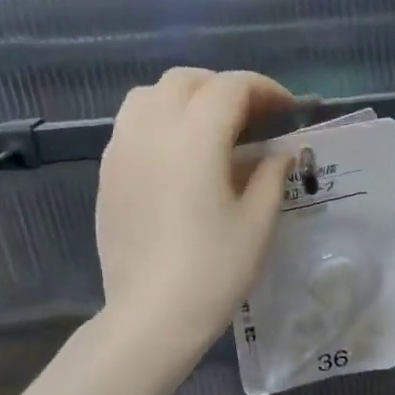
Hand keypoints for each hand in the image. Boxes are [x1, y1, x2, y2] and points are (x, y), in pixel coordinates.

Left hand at [96, 68, 296, 363]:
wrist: (152, 314)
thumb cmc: (214, 271)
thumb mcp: (257, 224)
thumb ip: (271, 177)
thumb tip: (280, 152)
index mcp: (194, 137)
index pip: (231, 87)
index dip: (264, 90)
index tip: (287, 109)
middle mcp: (151, 130)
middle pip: (187, 81)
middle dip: (224, 89)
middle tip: (253, 118)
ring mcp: (121, 150)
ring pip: (150, 96)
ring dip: (186, 99)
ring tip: (211, 129)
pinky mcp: (107, 174)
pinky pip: (131, 125)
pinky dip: (160, 122)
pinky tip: (179, 157)